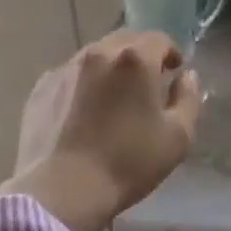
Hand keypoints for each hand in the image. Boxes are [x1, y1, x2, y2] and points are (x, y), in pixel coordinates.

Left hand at [0, 31, 200, 230]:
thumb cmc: (128, 163)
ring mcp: (66, 68)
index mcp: (135, 59)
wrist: (62, 191)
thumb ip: (189, 98)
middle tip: (146, 82)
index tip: (175, 70)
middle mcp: (99, 53)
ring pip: (96, 56)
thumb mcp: (178, 137)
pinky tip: (83, 112)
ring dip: (110, 68)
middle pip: (126, 41)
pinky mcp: (42, 87)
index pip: (159, 39)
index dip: (171, 52)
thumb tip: (186, 76)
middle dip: (140, 55)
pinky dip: (82, 84)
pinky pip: (70, 75)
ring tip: (113, 97)